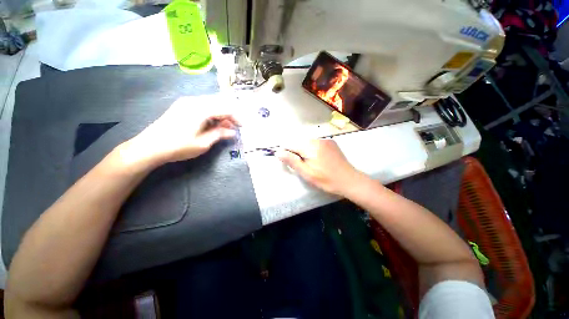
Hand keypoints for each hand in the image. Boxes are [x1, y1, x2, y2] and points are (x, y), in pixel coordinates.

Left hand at [123, 95, 238, 165]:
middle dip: (230, 114)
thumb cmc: (178, 146)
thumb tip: (232, 132)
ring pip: (212, 104)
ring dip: (221, 114)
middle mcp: (194, 101)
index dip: (236, 117)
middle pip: (219, 102)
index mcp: (201, 109)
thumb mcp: (203, 143)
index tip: (242, 127)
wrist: (149, 147)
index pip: (225, 108)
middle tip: (234, 127)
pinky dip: (212, 114)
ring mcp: (187, 102)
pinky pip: (203, 106)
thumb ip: (219, 134)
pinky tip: (213, 124)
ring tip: (225, 128)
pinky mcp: (182, 106)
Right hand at [276, 139, 363, 195]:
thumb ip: (292, 161)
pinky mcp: (331, 142)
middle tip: (303, 166)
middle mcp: (317, 139)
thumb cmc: (326, 179)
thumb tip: (278, 152)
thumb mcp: (306, 173)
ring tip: (312, 163)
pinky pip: (316, 143)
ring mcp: (325, 139)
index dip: (286, 152)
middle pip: (299, 142)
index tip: (289, 162)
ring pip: (307, 142)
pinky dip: (313, 149)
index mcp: (309, 146)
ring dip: (305, 150)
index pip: (290, 144)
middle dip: (296, 152)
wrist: (349, 180)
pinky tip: (319, 159)